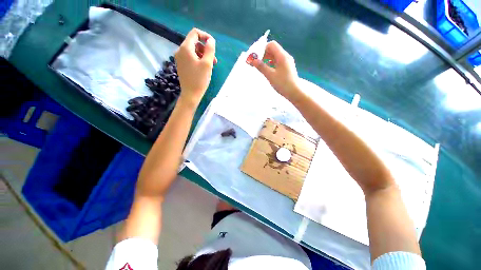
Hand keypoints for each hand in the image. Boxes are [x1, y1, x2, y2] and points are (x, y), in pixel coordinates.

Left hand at [175, 28, 215, 106]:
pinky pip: (191, 58)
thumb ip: (210, 49)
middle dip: (206, 49)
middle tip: (214, 61)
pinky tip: (204, 69)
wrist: (191, 94)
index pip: (195, 33)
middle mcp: (180, 51)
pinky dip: (199, 60)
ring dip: (204, 56)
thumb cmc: (199, 79)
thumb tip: (211, 40)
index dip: (205, 36)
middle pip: (195, 43)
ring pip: (194, 51)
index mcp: (185, 48)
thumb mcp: (207, 64)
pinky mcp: (182, 65)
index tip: (213, 45)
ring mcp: (180, 58)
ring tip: (211, 66)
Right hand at [251, 41, 300, 100]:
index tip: (256, 57)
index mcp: (282, 56)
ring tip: (260, 67)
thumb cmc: (283, 84)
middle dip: (264, 54)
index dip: (263, 49)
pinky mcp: (287, 68)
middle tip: (256, 63)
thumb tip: (253, 60)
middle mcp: (285, 57)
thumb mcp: (270, 75)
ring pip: (275, 57)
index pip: (271, 45)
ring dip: (267, 60)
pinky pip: (277, 62)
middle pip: (273, 50)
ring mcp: (287, 62)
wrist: (294, 92)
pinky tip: (267, 70)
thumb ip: (261, 67)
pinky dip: (271, 64)